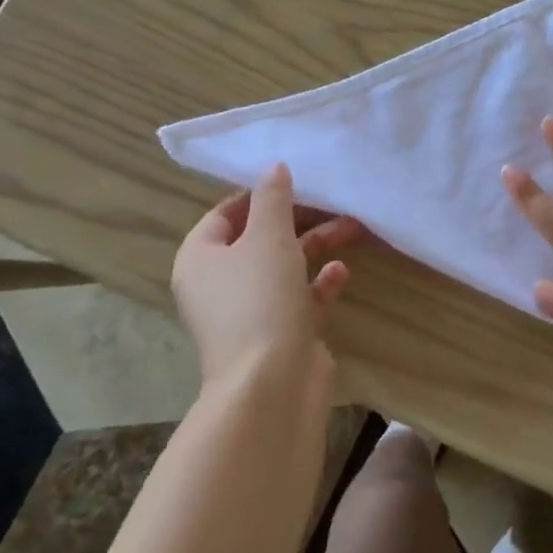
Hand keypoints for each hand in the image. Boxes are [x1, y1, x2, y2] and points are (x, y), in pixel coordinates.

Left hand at [173, 164, 364, 390]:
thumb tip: (273, 167)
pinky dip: (318, 283)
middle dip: (298, 219)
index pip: (225, 214)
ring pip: (284, 267)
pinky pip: (299, 299)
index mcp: (201, 259)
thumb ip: (273, 199)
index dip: (259, 195)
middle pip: (259, 239)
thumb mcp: (267, 238)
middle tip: (334, 203)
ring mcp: (249, 313)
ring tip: (352, 228)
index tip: (297, 182)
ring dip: (316, 247)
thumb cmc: (260, 300)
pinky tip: (340, 273)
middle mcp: (219, 285)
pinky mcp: (279, 335)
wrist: (272, 385)